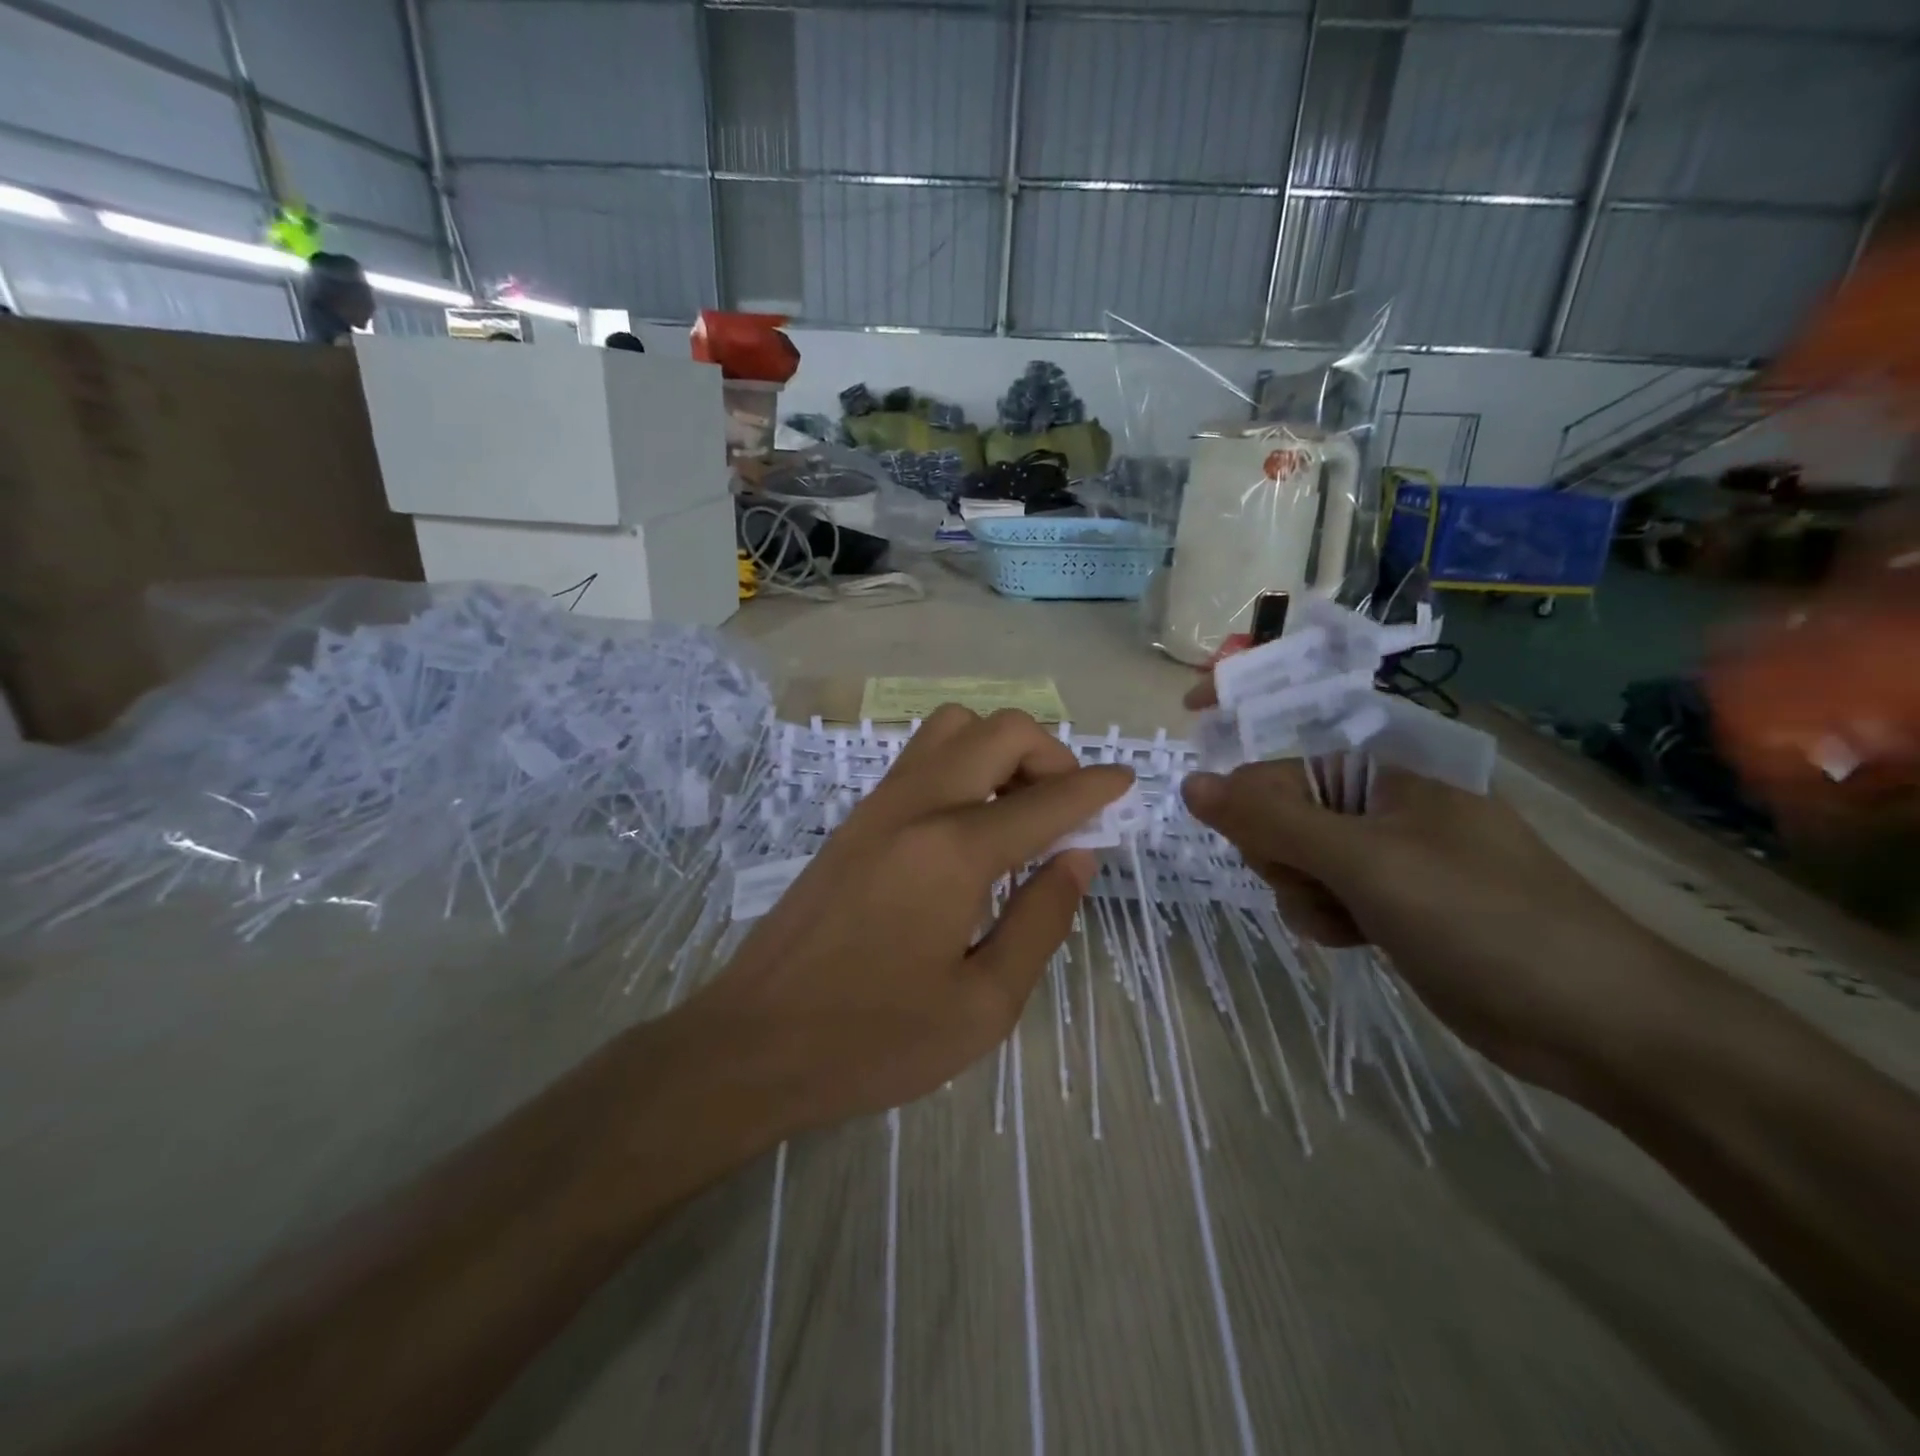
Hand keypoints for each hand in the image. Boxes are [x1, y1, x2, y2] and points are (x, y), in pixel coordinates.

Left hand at [679, 706, 1132, 1136]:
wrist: (754, 1042)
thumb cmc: (874, 1040)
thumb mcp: (983, 1004)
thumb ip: (1041, 921)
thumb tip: (1077, 857)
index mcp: (954, 851)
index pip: (1046, 799)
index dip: (1096, 788)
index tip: (1127, 784)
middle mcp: (916, 806)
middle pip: (999, 731)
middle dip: (1050, 755)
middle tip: (1067, 810)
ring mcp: (877, 806)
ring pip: (952, 728)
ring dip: (1000, 750)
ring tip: (1018, 811)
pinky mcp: (854, 820)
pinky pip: (920, 758)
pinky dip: (962, 765)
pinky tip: (970, 826)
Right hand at [1180, 755, 1721, 1102]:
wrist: (1599, 1022)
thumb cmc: (1481, 919)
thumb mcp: (1365, 861)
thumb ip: (1272, 821)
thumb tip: (1192, 783)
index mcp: (1385, 775)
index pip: (1280, 764)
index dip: (1241, 784)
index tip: (1210, 805)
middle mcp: (1383, 809)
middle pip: (1283, 815)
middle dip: (1280, 853)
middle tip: (1313, 880)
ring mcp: (1391, 859)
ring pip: (1300, 863)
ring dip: (1304, 893)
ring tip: (1345, 918)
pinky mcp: (1397, 907)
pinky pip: (1328, 897)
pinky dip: (1327, 917)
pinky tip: (1354, 939)